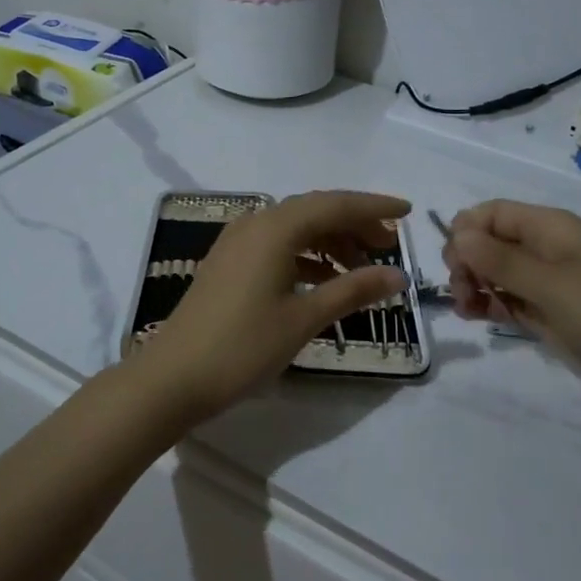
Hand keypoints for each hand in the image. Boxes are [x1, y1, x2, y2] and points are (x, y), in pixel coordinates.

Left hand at [140, 191, 410, 423]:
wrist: (172, 377)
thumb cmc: (243, 346)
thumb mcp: (304, 318)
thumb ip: (353, 291)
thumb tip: (398, 275)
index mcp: (276, 227)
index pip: (335, 204)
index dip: (374, 207)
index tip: (408, 213)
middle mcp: (256, 223)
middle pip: (316, 210)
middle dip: (355, 225)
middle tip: (389, 247)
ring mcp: (238, 241)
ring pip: (296, 227)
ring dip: (331, 242)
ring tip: (362, 269)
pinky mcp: (230, 262)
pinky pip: (278, 244)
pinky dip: (307, 256)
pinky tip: (325, 281)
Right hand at [445, 200, 580, 413]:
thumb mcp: (550, 283)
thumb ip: (500, 260)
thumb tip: (457, 234)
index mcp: (546, 227)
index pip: (490, 213)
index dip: (465, 232)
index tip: (455, 263)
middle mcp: (541, 248)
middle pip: (486, 242)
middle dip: (466, 262)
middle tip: (462, 294)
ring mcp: (544, 281)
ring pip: (492, 272)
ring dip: (473, 285)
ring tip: (467, 311)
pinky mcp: (547, 311)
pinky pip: (507, 298)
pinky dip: (488, 303)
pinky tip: (478, 316)